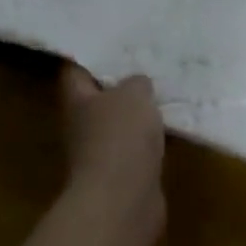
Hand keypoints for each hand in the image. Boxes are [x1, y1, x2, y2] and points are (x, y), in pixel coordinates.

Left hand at [59, 65, 165, 236]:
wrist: (123, 203)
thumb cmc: (120, 137)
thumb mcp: (134, 94)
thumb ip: (136, 83)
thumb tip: (138, 85)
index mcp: (78, 101)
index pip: (75, 72)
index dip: (89, 57)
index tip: (111, 43)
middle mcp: (83, 127)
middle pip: (98, 99)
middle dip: (119, 85)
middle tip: (146, 63)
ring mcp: (102, 155)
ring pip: (119, 125)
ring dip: (137, 114)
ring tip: (163, 91)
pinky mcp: (123, 177)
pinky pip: (137, 149)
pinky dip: (150, 140)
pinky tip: (170, 126)